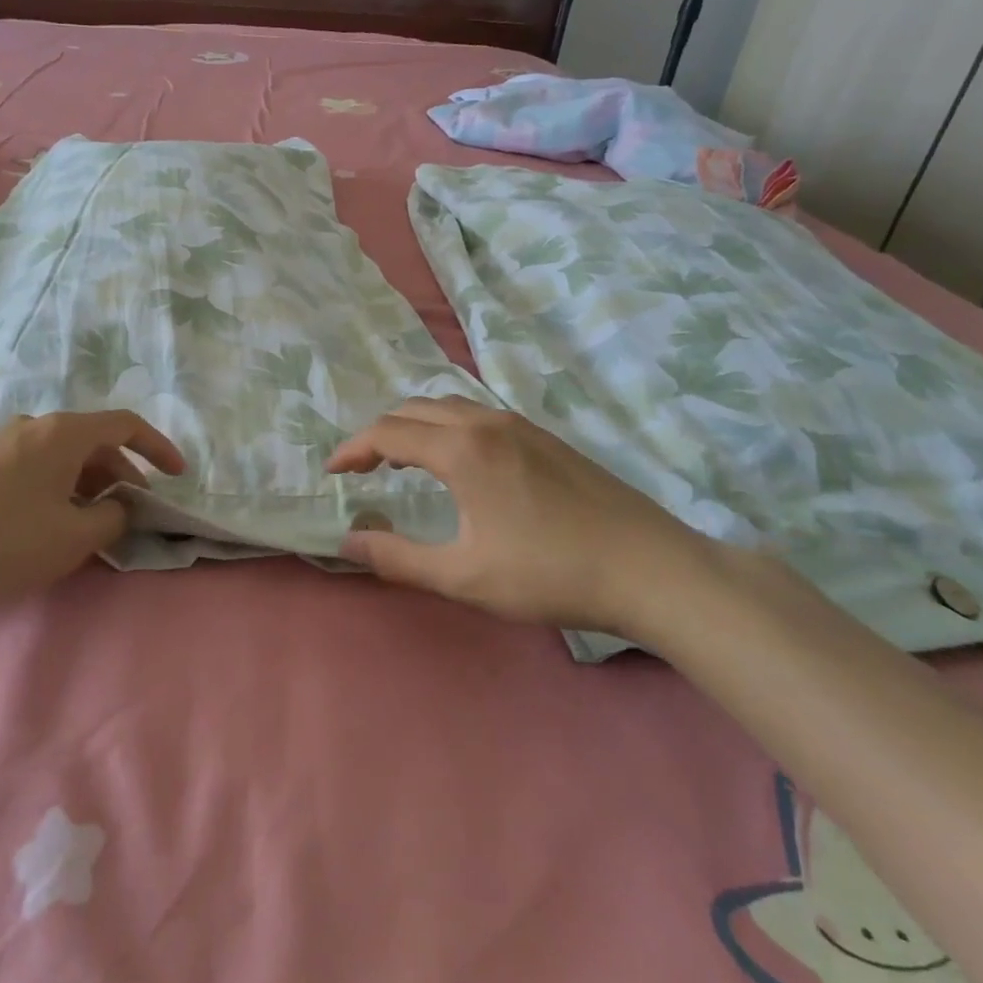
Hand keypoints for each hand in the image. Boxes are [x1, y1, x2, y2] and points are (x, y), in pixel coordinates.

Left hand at [0, 411, 184, 614]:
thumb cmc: (0, 542)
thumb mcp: (72, 538)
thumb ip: (112, 519)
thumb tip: (119, 508)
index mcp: (61, 434)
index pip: (125, 425)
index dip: (158, 448)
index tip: (177, 476)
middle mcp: (32, 427)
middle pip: (93, 441)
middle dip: (122, 475)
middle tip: (132, 513)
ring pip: (61, 457)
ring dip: (88, 485)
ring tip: (91, 524)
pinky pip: (34, 468)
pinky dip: (57, 488)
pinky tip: (47, 523)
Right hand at [326, 397, 731, 637]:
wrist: (651, 569)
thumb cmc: (550, 574)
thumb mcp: (463, 576)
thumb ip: (397, 558)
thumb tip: (347, 542)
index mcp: (461, 449)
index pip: (387, 433)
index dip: (352, 450)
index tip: (331, 473)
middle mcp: (487, 423)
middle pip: (414, 409)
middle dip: (379, 434)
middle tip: (362, 469)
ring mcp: (521, 425)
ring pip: (448, 407)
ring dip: (414, 427)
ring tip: (402, 463)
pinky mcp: (545, 437)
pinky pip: (477, 415)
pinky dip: (446, 428)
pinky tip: (458, 464)